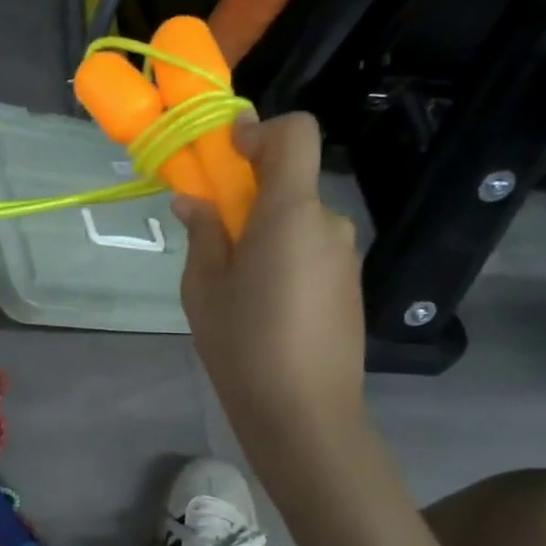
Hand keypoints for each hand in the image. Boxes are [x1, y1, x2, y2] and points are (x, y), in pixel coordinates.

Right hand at [173, 113, 365, 433]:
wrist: (305, 414)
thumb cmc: (243, 344)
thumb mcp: (203, 286)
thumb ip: (203, 233)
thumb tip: (194, 201)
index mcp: (291, 214)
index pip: (295, 134)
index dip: (259, 131)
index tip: (225, 156)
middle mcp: (328, 224)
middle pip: (291, 181)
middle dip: (250, 192)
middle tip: (213, 231)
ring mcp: (345, 256)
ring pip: (300, 219)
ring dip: (266, 229)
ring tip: (236, 280)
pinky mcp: (350, 286)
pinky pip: (312, 249)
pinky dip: (284, 254)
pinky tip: (265, 303)